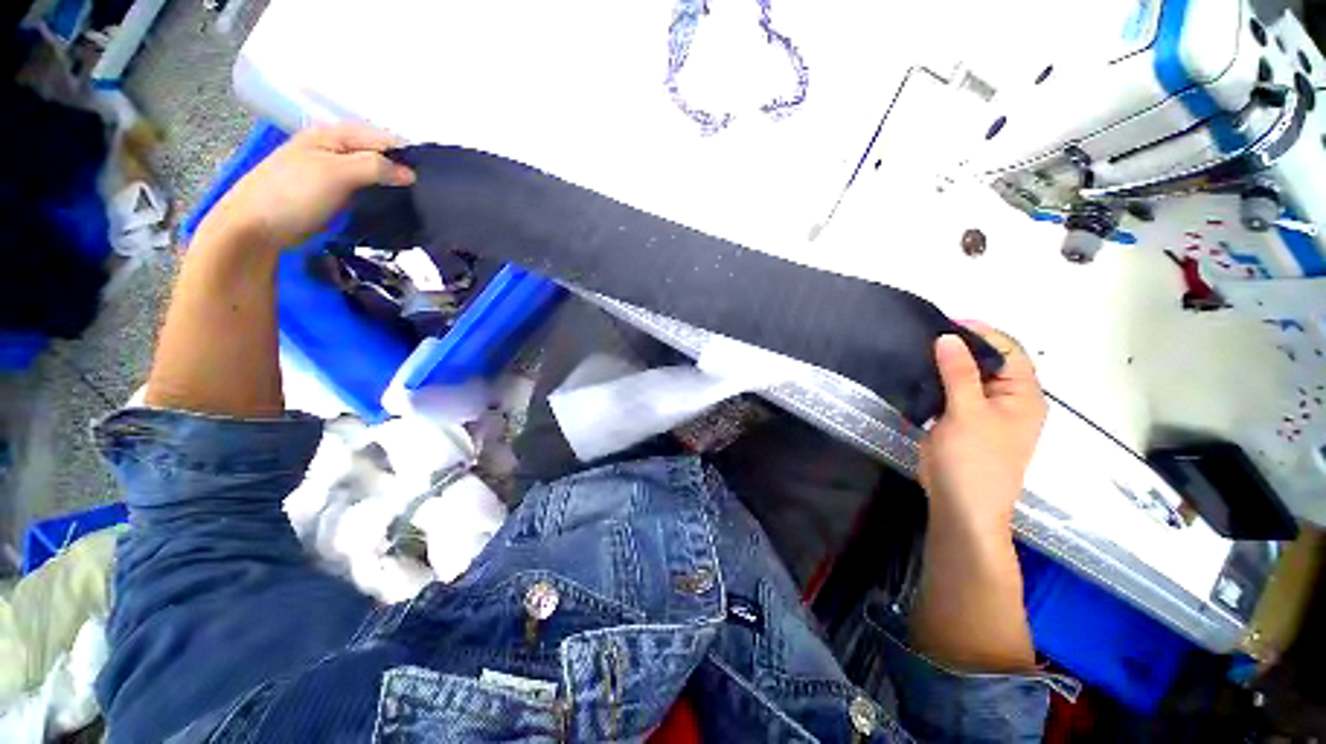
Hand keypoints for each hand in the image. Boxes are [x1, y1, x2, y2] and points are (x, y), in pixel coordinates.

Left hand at [199, 123, 415, 250]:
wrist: (256, 227)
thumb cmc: (294, 194)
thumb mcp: (336, 173)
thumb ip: (375, 167)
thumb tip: (412, 173)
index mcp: (332, 135)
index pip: (382, 138)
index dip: (405, 155)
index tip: (430, 179)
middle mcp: (334, 149)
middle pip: (378, 155)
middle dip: (401, 171)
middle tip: (426, 194)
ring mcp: (332, 173)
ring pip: (373, 174)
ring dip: (392, 186)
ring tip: (415, 202)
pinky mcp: (333, 194)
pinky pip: (365, 191)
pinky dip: (380, 198)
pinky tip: (392, 208)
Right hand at [919, 322, 1045, 534]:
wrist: (961, 505)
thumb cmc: (973, 460)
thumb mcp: (967, 413)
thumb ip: (959, 374)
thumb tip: (948, 337)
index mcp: (1024, 395)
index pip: (1008, 351)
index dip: (981, 333)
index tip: (945, 322)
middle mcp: (1010, 399)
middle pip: (990, 362)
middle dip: (961, 347)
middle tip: (926, 336)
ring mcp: (987, 412)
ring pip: (969, 377)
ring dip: (948, 364)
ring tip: (919, 351)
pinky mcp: (965, 422)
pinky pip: (955, 393)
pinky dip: (940, 382)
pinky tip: (920, 376)